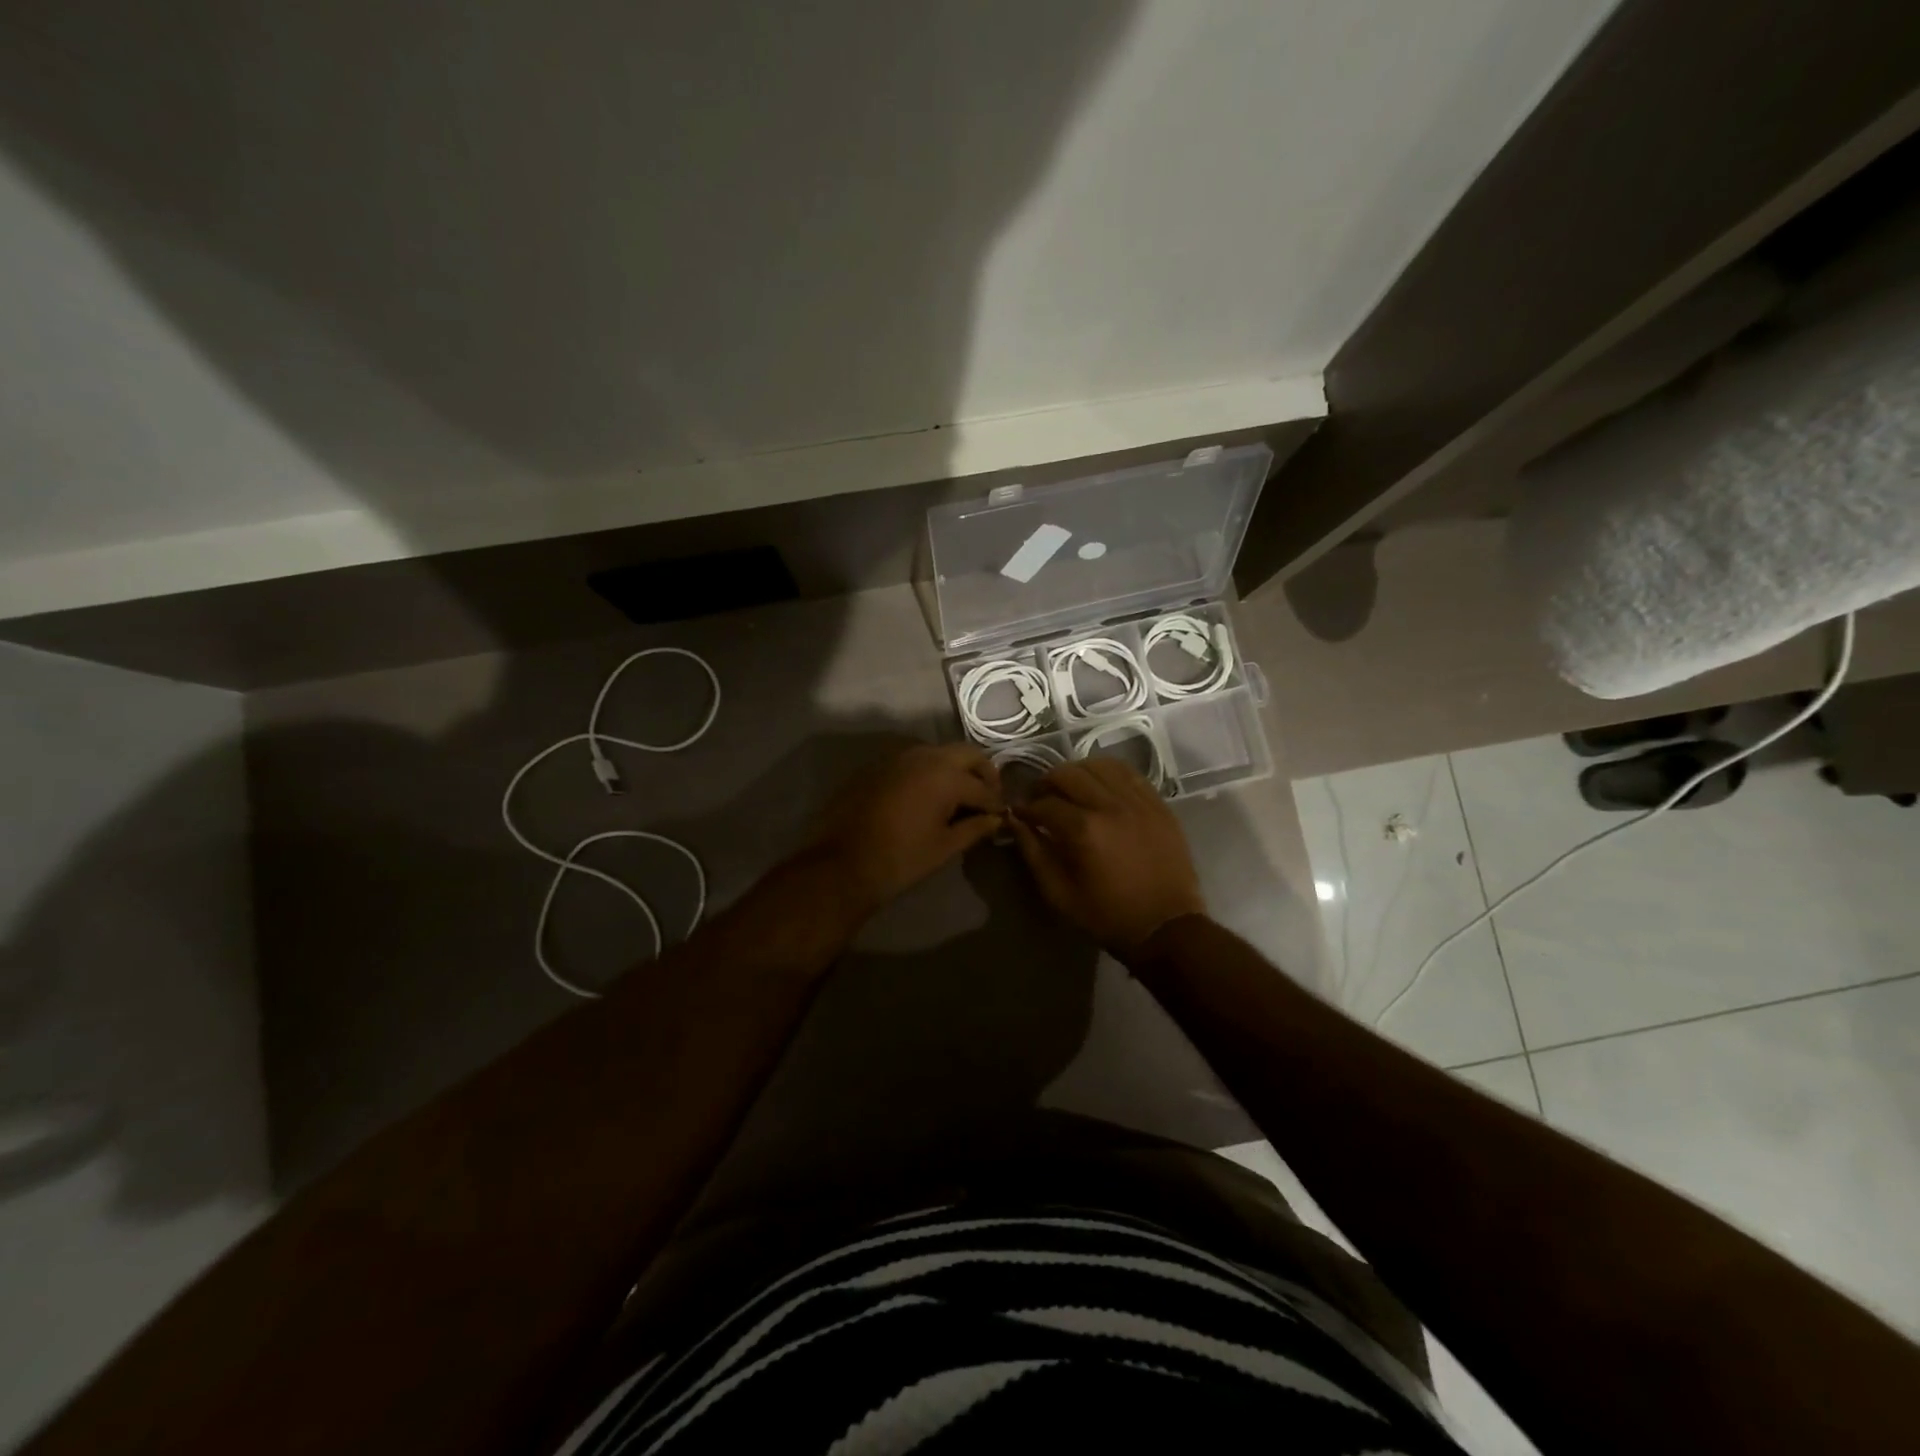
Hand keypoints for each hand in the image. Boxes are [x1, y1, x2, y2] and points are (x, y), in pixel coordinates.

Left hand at [809, 742, 1003, 917]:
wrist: (840, 863)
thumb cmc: (900, 859)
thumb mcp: (944, 847)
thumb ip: (975, 828)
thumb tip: (996, 820)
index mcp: (945, 775)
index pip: (983, 787)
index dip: (996, 804)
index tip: (1001, 817)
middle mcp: (925, 756)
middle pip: (967, 754)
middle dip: (982, 774)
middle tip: (986, 798)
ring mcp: (899, 756)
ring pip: (939, 753)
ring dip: (955, 769)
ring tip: (959, 797)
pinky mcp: (879, 765)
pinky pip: (915, 760)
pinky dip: (930, 771)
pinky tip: (928, 795)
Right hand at [1009, 757, 1206, 955]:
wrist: (1167, 928)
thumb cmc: (1108, 916)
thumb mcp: (1059, 894)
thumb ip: (1033, 853)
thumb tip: (1015, 821)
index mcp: (1084, 830)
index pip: (1044, 803)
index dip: (1026, 807)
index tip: (1018, 813)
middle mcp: (1110, 806)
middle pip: (1069, 774)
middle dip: (1046, 783)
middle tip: (1040, 798)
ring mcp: (1138, 802)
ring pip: (1099, 765)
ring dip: (1077, 772)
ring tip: (1070, 789)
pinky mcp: (1158, 804)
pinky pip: (1129, 773)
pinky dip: (1108, 773)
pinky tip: (1100, 786)